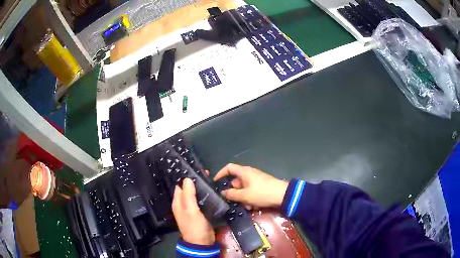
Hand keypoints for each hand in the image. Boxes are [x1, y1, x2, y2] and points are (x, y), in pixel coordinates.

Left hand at [172, 178, 214, 244]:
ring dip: (201, 188)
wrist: (202, 242)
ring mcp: (193, 209)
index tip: (194, 168)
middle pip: (188, 189)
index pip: (180, 186)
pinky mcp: (201, 212)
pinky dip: (206, 195)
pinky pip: (202, 201)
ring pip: (196, 195)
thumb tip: (186, 178)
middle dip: (195, 181)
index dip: (185, 177)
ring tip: (210, 178)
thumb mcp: (190, 210)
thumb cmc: (194, 226)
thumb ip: (188, 195)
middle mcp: (184, 204)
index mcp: (178, 202)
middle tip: (205, 172)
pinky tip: (212, 190)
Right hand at [214, 163, 288, 208]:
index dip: (220, 173)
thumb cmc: (262, 193)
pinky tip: (253, 207)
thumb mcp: (245, 196)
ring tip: (246, 207)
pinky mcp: (261, 186)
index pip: (229, 168)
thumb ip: (232, 194)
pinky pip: (251, 192)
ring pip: (243, 189)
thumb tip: (223, 192)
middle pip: (236, 181)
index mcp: (244, 172)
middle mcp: (249, 174)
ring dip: (242, 198)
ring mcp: (256, 180)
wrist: (283, 195)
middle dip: (234, 193)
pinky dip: (250, 199)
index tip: (215, 182)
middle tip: (232, 202)